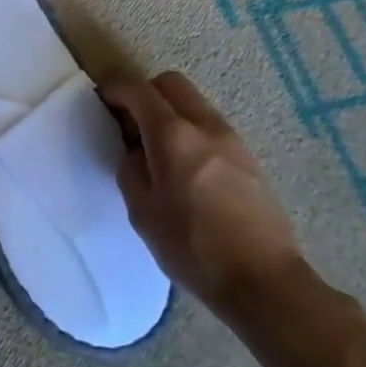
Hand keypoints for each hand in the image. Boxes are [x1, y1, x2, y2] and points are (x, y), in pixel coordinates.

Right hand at [101, 71, 303, 323]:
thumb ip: (131, 170)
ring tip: (157, 149)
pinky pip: (210, 127)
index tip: (101, 102)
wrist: (265, 282)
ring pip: (194, 103)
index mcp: (172, 135)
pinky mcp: (248, 160)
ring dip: (170, 112)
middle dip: (145, 93)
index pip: (138, 90)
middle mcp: (205, 126)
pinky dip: (190, 131)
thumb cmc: (193, 248)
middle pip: (171, 84)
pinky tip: (185, 168)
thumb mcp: (142, 212)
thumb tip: (134, 151)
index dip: (114, 89)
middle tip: (130, 123)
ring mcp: (232, 141)